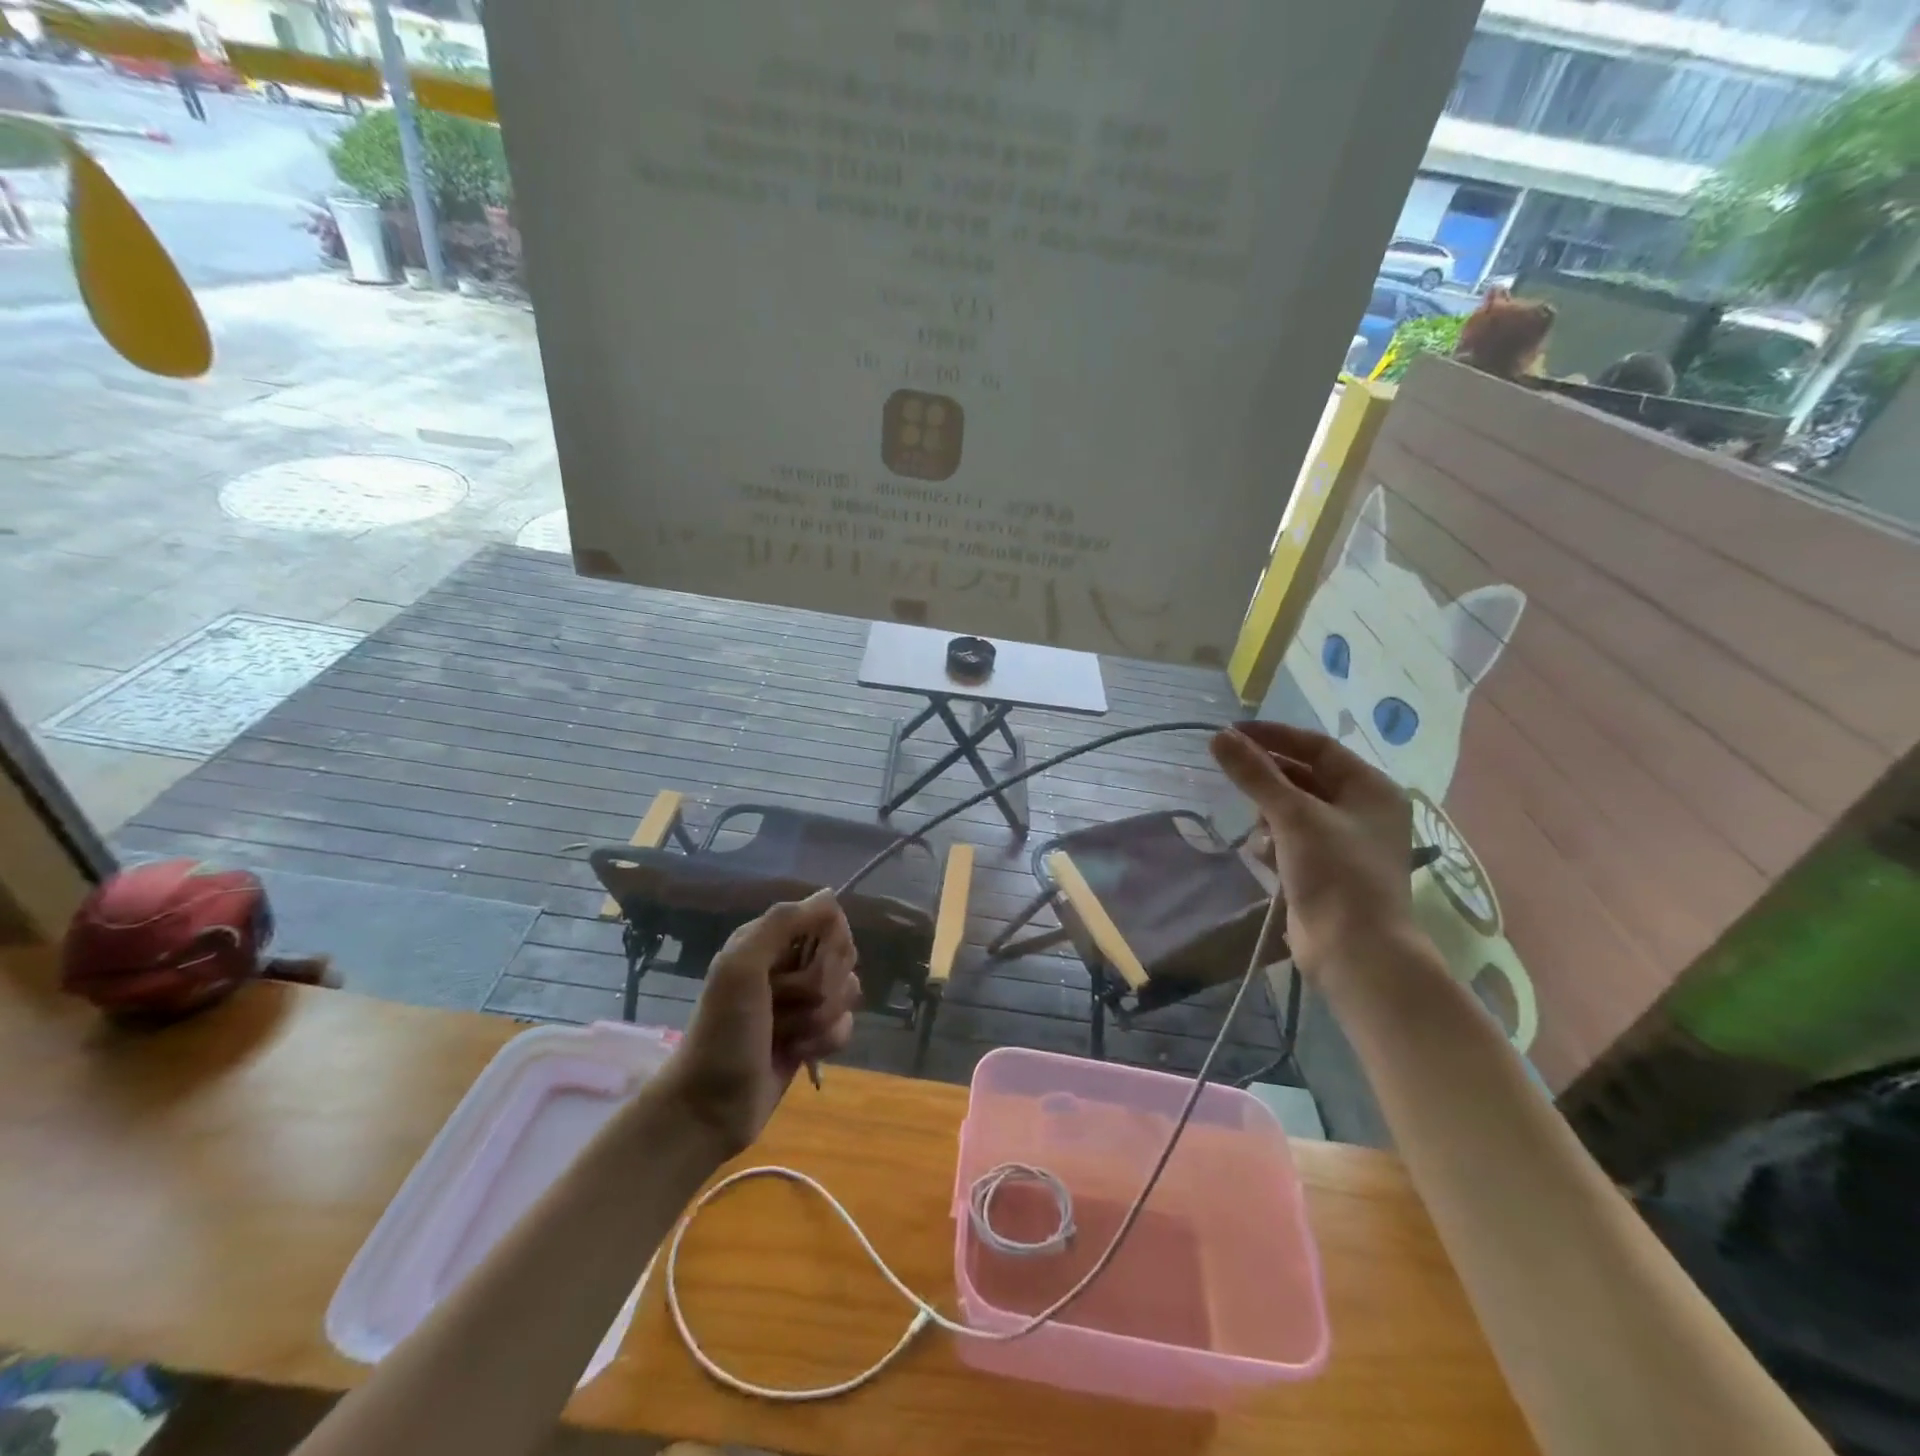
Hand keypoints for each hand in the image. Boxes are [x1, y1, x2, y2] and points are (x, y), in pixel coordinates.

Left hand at [664, 891, 859, 1155]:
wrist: (710, 1108)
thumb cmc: (723, 1032)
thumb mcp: (741, 967)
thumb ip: (782, 923)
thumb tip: (829, 894)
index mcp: (768, 941)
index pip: (828, 919)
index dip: (829, 943)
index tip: (810, 964)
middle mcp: (788, 964)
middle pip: (842, 956)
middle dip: (822, 986)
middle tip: (784, 1005)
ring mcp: (801, 1002)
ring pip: (848, 991)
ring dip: (821, 1018)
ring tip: (787, 1036)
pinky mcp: (812, 1035)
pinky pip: (845, 1025)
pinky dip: (825, 1042)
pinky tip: (798, 1054)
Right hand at [1210, 722, 1417, 975]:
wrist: (1355, 952)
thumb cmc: (1335, 874)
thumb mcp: (1293, 816)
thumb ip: (1255, 774)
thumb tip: (1218, 737)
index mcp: (1371, 789)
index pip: (1317, 747)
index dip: (1274, 736)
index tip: (1231, 733)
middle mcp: (1363, 810)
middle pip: (1305, 776)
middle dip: (1269, 778)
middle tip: (1231, 774)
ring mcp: (1345, 842)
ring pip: (1294, 809)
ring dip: (1269, 814)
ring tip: (1258, 829)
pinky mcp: (1326, 870)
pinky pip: (1292, 839)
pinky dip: (1274, 842)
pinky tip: (1263, 856)